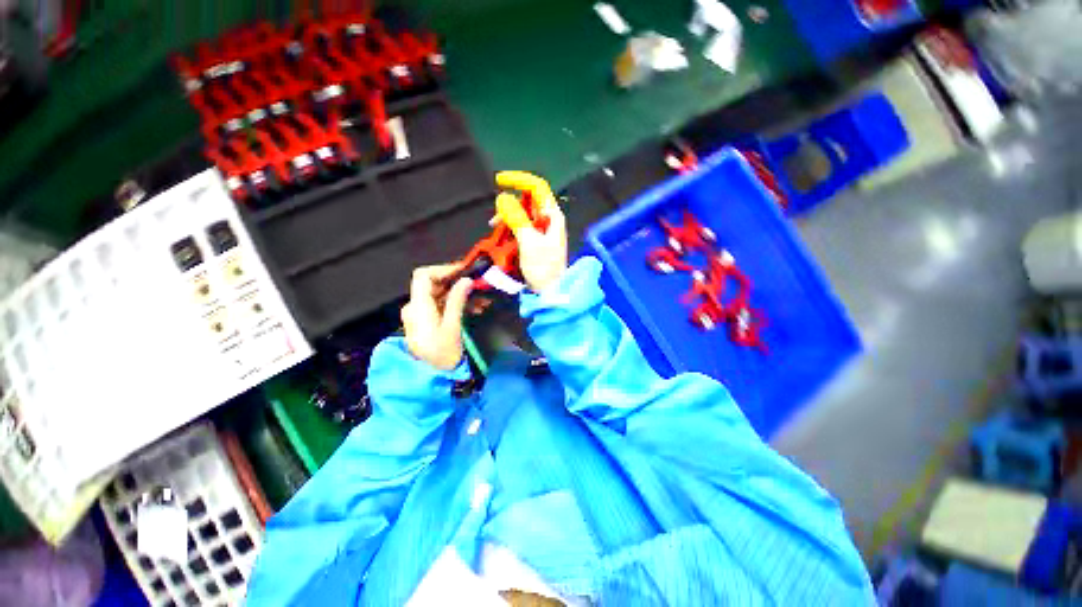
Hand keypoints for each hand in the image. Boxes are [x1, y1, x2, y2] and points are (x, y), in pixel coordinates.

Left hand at [400, 264, 472, 369]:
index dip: (443, 269)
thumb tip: (466, 280)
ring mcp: (420, 315)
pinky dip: (456, 303)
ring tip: (483, 300)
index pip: (423, 276)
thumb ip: (457, 301)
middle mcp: (415, 307)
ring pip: (440, 295)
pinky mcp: (427, 321)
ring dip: (460, 294)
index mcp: (418, 307)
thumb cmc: (443, 355)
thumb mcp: (452, 327)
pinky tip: (475, 308)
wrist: (433, 378)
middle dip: (457, 282)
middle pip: (433, 284)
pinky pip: (441, 306)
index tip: (465, 271)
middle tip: (479, 284)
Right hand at [495, 171, 567, 292]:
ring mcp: (542, 231)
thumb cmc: (543, 268)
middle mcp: (548, 220)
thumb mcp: (528, 242)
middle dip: (510, 204)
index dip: (519, 180)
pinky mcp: (536, 241)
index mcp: (552, 216)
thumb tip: (503, 198)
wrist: (551, 291)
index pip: (537, 187)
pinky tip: (501, 236)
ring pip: (522, 215)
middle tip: (495, 218)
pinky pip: (521, 227)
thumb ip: (516, 218)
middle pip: (528, 201)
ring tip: (495, 229)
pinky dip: (510, 228)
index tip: (499, 181)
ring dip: (508, 218)